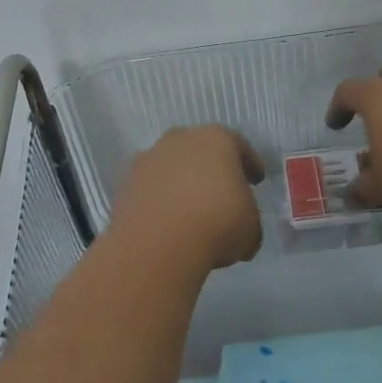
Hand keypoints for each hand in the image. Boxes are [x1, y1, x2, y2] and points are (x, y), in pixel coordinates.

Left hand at [109, 126, 264, 269]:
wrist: (158, 243)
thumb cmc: (217, 223)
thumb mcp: (251, 228)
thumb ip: (249, 220)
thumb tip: (242, 231)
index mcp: (217, 139)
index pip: (239, 147)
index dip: (250, 165)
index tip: (256, 181)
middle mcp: (180, 139)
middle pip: (201, 150)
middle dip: (212, 169)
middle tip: (222, 192)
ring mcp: (148, 159)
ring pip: (172, 167)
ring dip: (181, 183)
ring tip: (191, 210)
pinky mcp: (125, 183)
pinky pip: (151, 188)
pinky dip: (160, 200)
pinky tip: (167, 222)